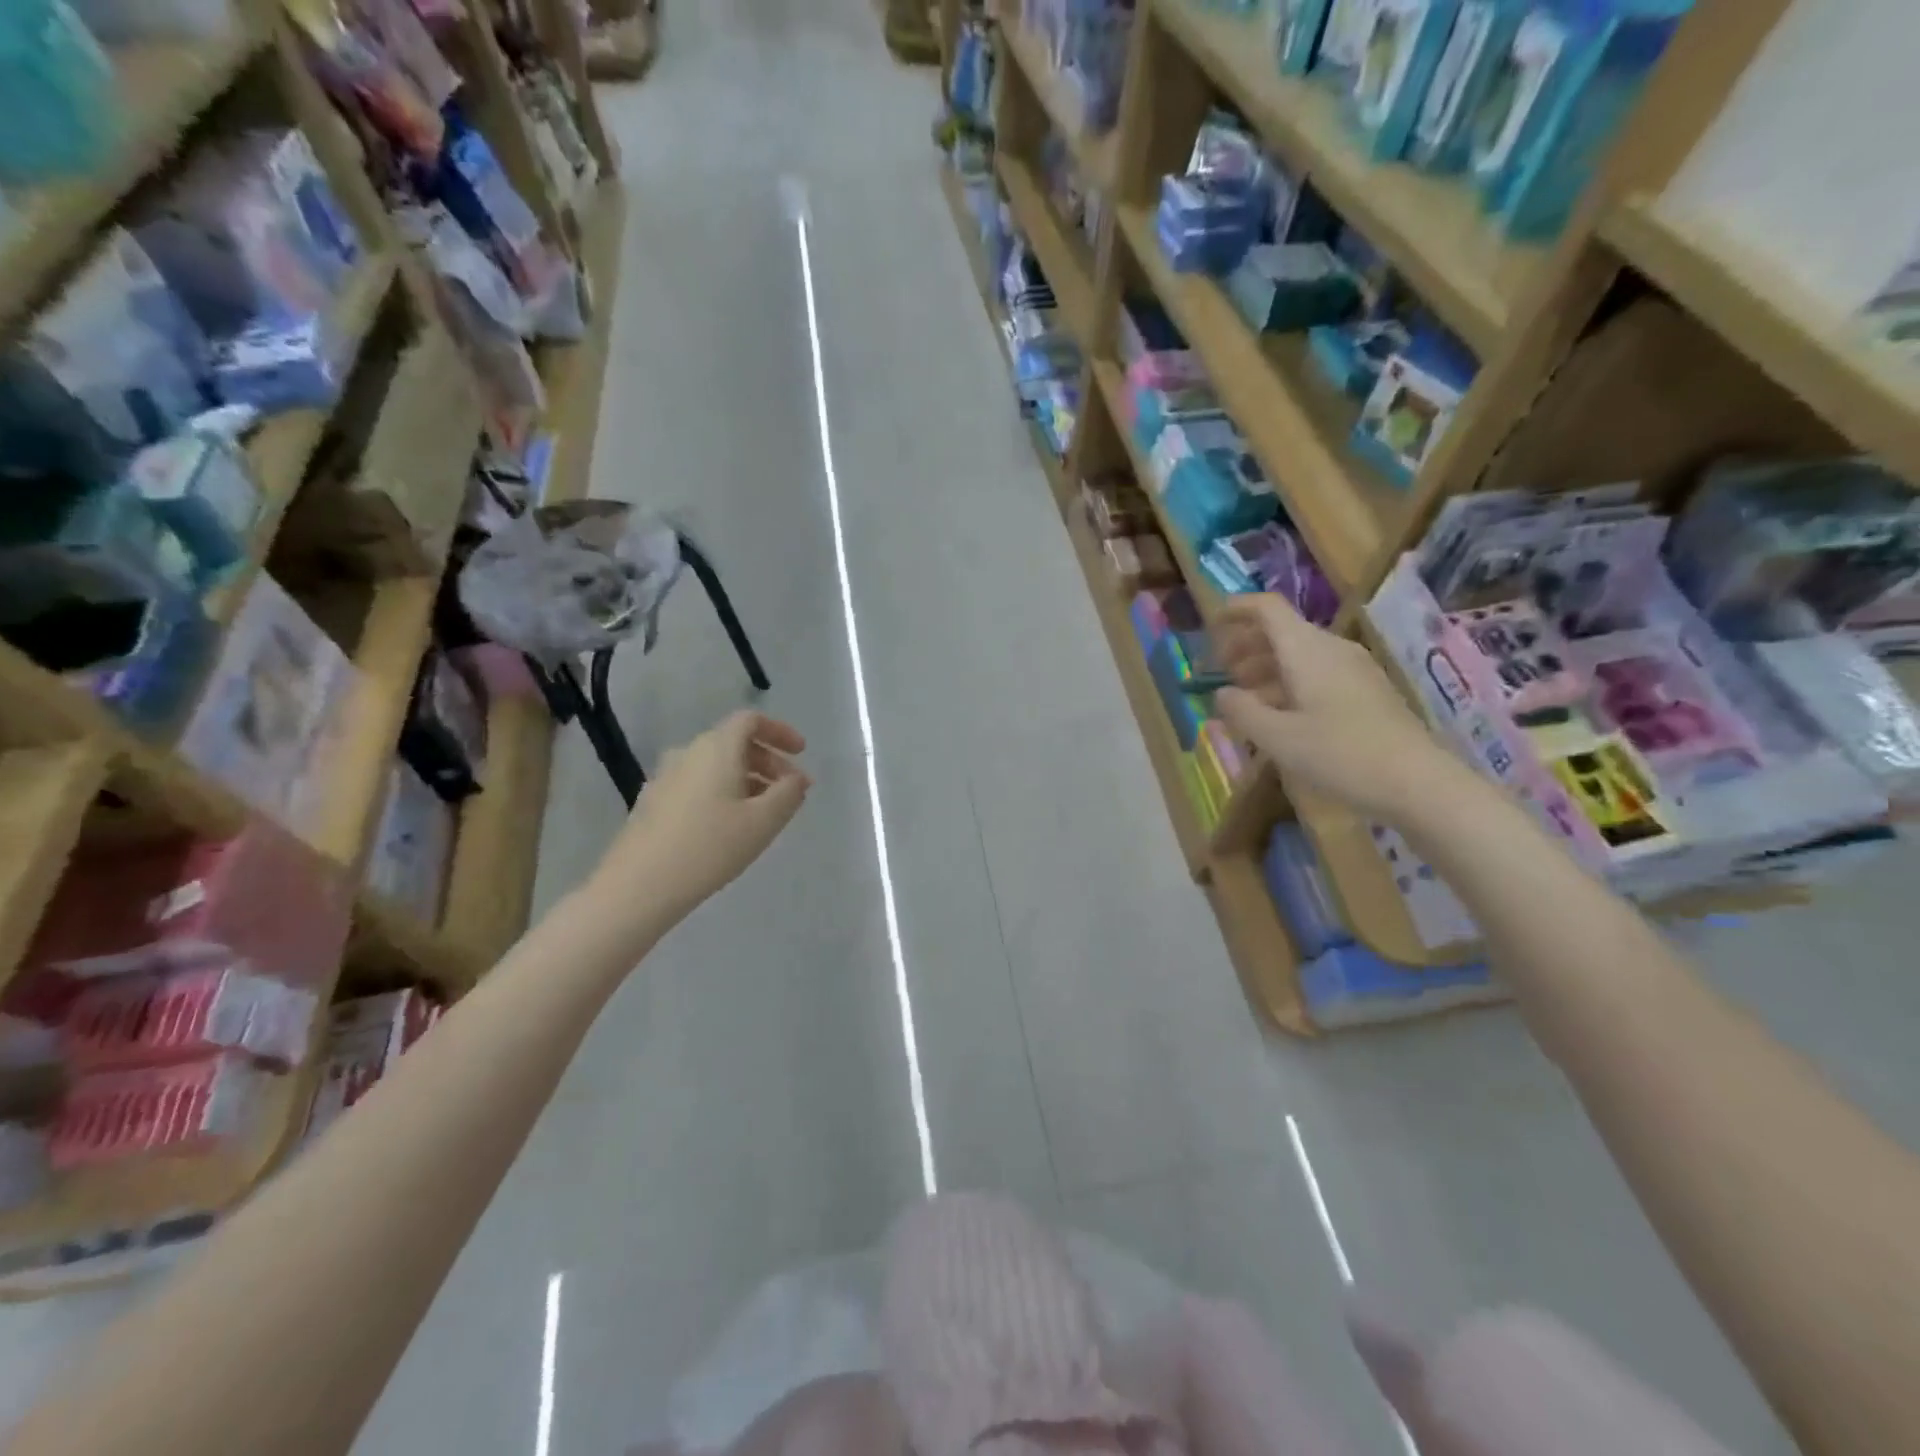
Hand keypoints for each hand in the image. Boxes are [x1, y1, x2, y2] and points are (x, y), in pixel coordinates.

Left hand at [584, 710, 810, 928]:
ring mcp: (666, 777)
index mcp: (717, 748)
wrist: (638, 886)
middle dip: (769, 762)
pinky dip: (722, 793)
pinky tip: (729, 826)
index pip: (750, 720)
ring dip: (747, 780)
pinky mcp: (653, 802)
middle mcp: (688, 753)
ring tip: (764, 813)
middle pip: (735, 743)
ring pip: (716, 766)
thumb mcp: (763, 822)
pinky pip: (698, 784)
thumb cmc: (710, 846)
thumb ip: (789, 794)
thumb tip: (797, 779)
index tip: (801, 753)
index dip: (780, 731)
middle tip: (790, 791)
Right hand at [1213, 595, 1449, 822]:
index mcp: (1306, 650)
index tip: (1211, 625)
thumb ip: (1242, 711)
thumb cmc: (1341, 755)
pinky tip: (1279, 714)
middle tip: (1220, 670)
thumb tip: (1222, 693)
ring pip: (1299, 654)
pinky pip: (1317, 673)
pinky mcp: (1366, 691)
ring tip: (1243, 697)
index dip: (1236, 609)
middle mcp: (1331, 649)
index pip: (1267, 608)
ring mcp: (1353, 669)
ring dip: (1266, 666)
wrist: (1418, 783)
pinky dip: (1288, 682)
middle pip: (1282, 630)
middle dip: (1246, 644)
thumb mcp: (1278, 738)